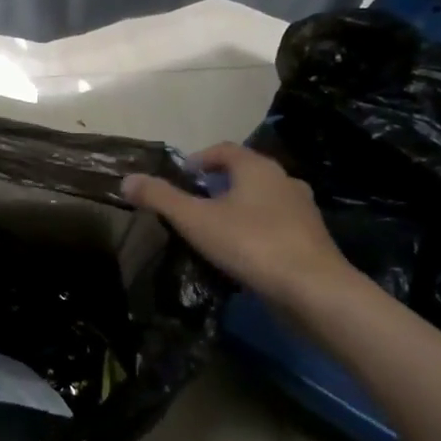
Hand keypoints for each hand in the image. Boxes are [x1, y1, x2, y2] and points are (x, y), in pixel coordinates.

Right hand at [122, 143, 351, 303]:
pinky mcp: (312, 239)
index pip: (224, 150)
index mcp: (257, 168)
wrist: (313, 290)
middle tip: (194, 203)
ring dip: (239, 208)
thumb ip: (160, 198)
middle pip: (245, 173)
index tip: (181, 176)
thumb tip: (127, 179)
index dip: (200, 158)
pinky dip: (257, 230)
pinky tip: (243, 253)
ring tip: (216, 229)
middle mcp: (284, 180)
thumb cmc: (251, 244)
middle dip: (218, 184)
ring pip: (263, 200)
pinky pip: (276, 225)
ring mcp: (302, 210)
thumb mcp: (195, 220)